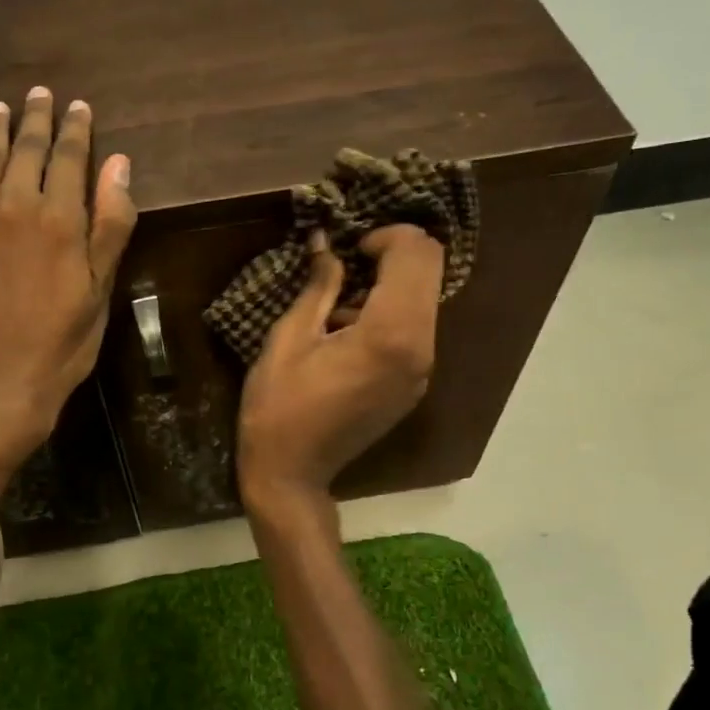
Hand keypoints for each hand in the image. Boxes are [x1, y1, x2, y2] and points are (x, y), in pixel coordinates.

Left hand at [0, 87, 136, 500]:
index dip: (75, 129)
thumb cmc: (61, 346)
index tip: (78, 107)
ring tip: (1, 107)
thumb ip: (110, 225)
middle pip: (25, 151)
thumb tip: (119, 164)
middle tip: (39, 94)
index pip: (69, 158)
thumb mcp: (100, 292)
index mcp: (59, 221)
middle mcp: (12, 208)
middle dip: (35, 120)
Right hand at [236, 224, 443, 516]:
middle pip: (431, 271)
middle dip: (394, 253)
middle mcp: (420, 350)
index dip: (385, 236)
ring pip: (426, 300)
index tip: (349, 249)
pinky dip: (392, 313)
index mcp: (390, 334)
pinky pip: (416, 330)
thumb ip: (318, 285)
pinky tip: (349, 334)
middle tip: (350, 262)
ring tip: (341, 305)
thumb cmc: (278, 406)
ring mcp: (422, 371)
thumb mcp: (289, 338)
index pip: (416, 254)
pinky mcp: (414, 386)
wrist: (291, 473)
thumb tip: (327, 243)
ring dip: (392, 285)